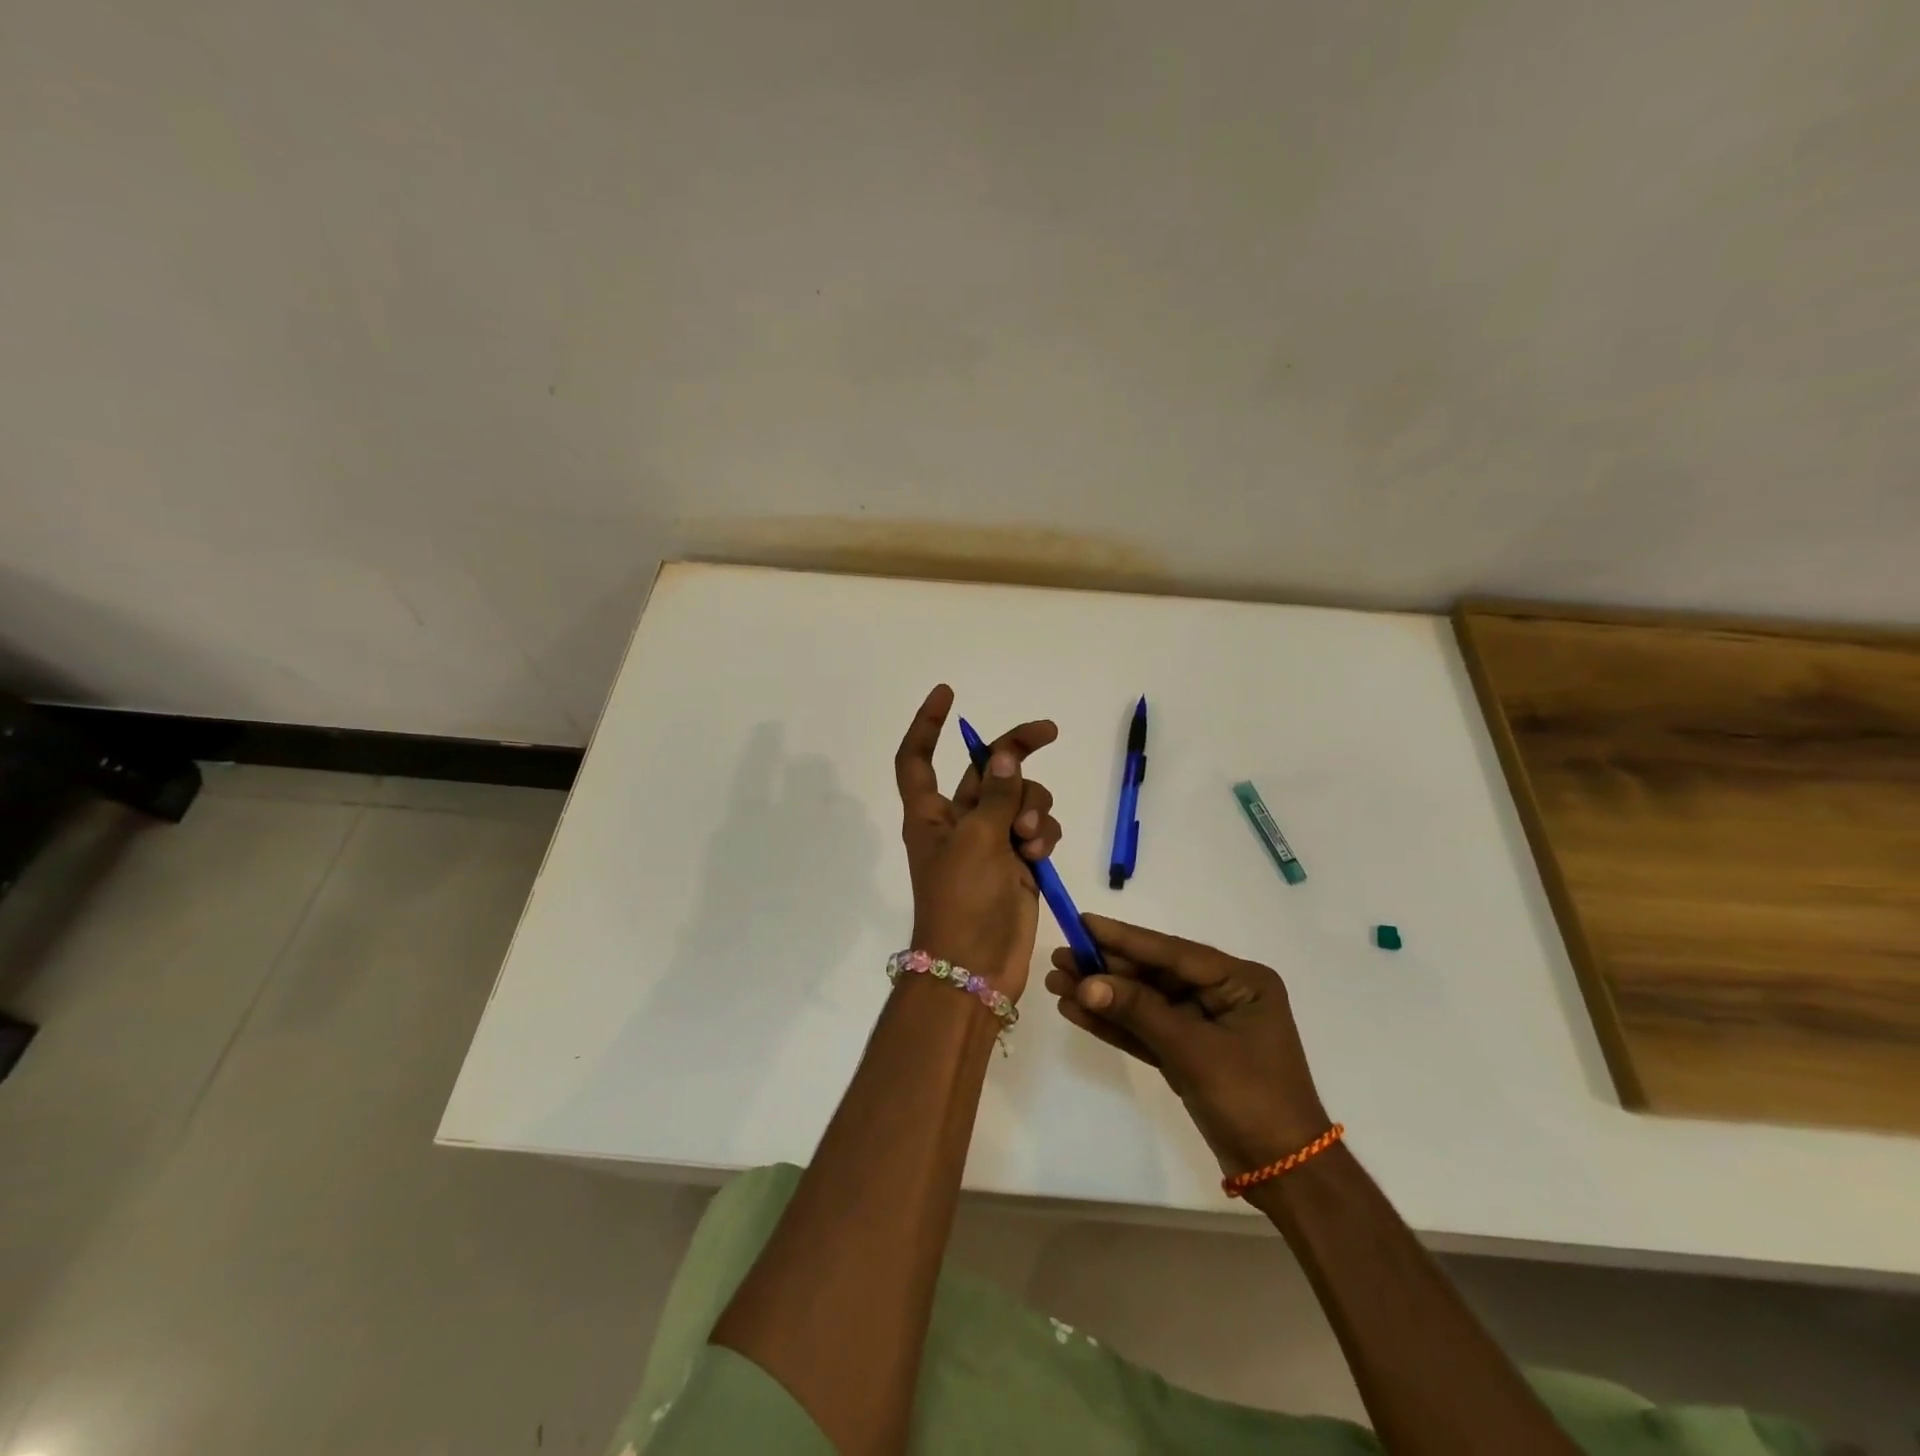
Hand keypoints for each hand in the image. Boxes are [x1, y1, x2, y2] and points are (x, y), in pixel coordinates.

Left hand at [894, 684, 1062, 999]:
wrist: (977, 967)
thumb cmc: (962, 900)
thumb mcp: (977, 840)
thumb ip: (994, 794)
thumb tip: (1003, 756)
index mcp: (930, 812)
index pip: (917, 758)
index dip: (927, 724)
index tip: (947, 693)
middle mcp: (959, 820)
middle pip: (986, 768)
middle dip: (1016, 751)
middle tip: (1048, 731)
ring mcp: (991, 840)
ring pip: (1019, 797)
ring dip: (1031, 807)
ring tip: (1028, 836)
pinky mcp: (1018, 860)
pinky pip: (1036, 826)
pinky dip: (1042, 833)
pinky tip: (1039, 853)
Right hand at [1046, 916, 1328, 1174]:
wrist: (1283, 1175)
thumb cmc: (1251, 1099)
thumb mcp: (1194, 1050)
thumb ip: (1139, 1012)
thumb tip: (1086, 983)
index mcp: (1240, 982)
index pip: (1173, 953)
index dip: (1125, 938)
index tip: (1083, 922)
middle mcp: (1222, 995)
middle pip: (1154, 975)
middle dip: (1106, 968)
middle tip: (1059, 955)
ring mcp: (1204, 1025)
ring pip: (1144, 1002)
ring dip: (1103, 994)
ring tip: (1056, 980)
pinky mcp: (1187, 1053)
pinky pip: (1145, 1029)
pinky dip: (1114, 1023)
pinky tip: (1076, 1010)